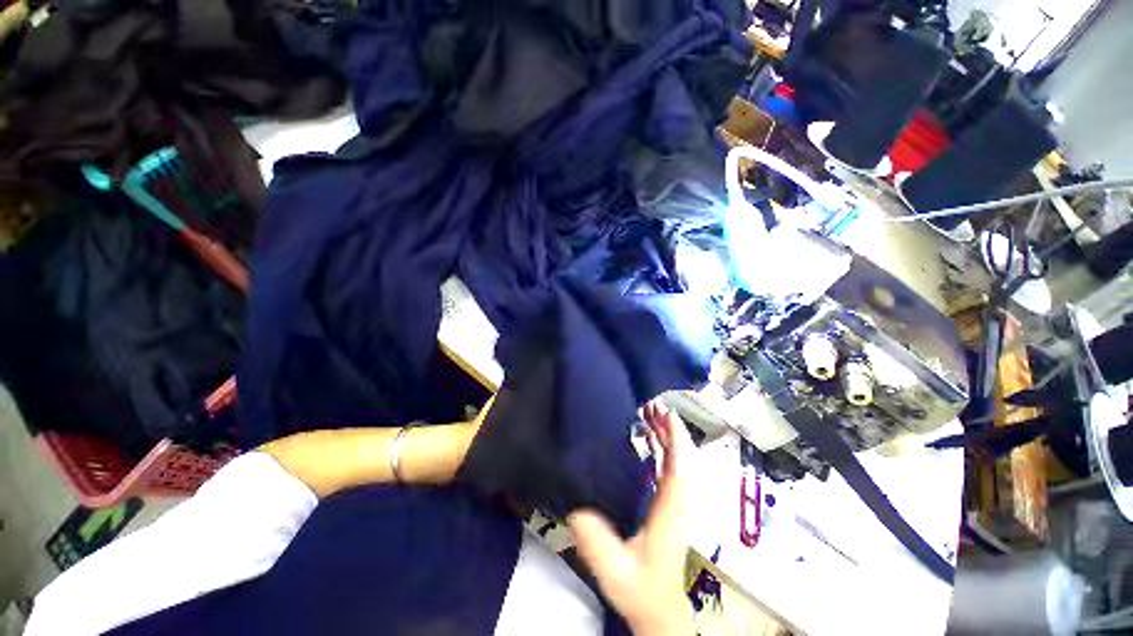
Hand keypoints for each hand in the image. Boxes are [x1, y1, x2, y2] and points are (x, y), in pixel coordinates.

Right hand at [568, 400, 693, 635]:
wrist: (666, 614)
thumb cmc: (644, 591)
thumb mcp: (615, 570)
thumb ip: (595, 540)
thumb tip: (575, 505)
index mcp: (673, 511)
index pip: (680, 466)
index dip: (675, 437)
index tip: (664, 412)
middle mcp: (682, 501)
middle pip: (682, 457)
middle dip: (668, 429)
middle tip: (649, 405)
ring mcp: (680, 504)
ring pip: (680, 462)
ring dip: (667, 437)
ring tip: (649, 416)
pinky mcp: (674, 506)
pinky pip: (673, 471)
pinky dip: (664, 451)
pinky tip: (651, 442)